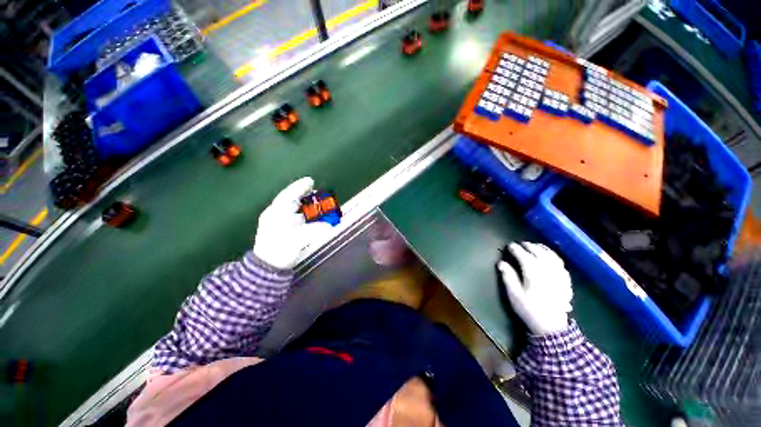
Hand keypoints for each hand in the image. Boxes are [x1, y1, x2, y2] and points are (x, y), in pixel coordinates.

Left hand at [253, 177, 332, 269]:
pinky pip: (296, 217)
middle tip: (317, 191)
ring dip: (306, 205)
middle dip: (304, 195)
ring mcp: (279, 222)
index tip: (310, 181)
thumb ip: (314, 230)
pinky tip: (312, 217)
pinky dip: (305, 215)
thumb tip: (328, 225)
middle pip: (292, 200)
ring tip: (318, 203)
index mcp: (277, 213)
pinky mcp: (283, 230)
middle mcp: (277, 215)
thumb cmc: (279, 251)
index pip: (288, 195)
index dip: (299, 187)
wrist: (267, 267)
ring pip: (294, 209)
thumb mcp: (297, 239)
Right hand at [497, 242, 572, 335]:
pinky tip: (549, 256)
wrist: (552, 326)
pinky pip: (560, 262)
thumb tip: (501, 263)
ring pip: (550, 255)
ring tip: (534, 246)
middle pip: (538, 252)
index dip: (515, 249)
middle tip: (520, 244)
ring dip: (541, 248)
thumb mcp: (514, 294)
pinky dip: (552, 255)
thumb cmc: (529, 309)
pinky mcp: (565, 280)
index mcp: (533, 272)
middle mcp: (547, 270)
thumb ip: (508, 276)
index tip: (509, 246)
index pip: (523, 255)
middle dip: (528, 246)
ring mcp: (558, 274)